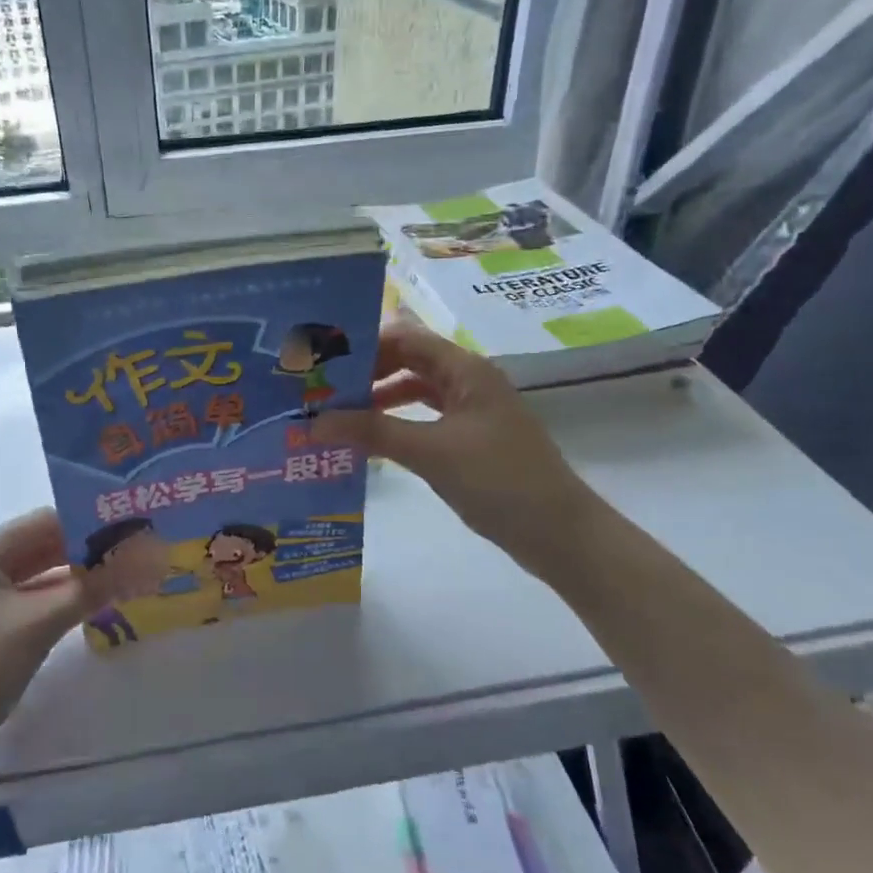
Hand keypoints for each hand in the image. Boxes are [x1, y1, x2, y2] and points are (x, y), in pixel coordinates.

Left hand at [0, 509, 153, 774]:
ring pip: (40, 577)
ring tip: (125, 575)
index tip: (130, 526)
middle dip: (86, 549)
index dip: (87, 520)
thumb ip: (94, 587)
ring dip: (78, 576)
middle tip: (136, 551)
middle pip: (42, 547)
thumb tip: (149, 558)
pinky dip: (63, 600)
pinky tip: (95, 605)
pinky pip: (34, 602)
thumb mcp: (40, 622)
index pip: (43, 521)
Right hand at [316, 319, 592, 559]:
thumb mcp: (430, 452)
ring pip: (416, 392)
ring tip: (337, 416)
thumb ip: (372, 432)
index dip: (363, 347)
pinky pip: (425, 420)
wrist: (559, 533)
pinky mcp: (471, 440)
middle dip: (367, 374)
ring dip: (379, 401)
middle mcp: (469, 381)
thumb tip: (314, 422)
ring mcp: (472, 411)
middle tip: (322, 391)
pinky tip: (371, 442)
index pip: (406, 339)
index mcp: (466, 369)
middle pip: (409, 362)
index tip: (323, 364)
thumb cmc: (498, 480)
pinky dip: (397, 425)